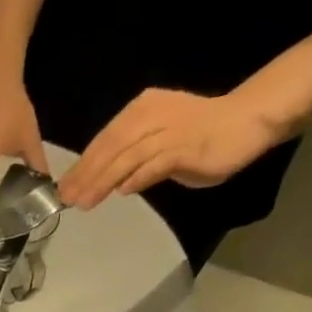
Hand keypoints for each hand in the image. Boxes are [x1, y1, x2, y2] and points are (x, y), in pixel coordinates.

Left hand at [56, 88, 284, 211]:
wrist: (247, 120)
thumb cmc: (202, 133)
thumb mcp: (159, 144)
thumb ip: (135, 159)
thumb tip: (113, 183)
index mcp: (141, 110)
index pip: (105, 139)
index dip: (83, 164)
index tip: (64, 187)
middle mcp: (151, 115)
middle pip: (111, 147)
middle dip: (86, 175)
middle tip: (67, 198)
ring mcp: (169, 130)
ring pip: (128, 157)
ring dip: (104, 181)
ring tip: (85, 202)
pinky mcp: (186, 147)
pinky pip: (155, 164)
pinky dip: (137, 178)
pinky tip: (122, 192)